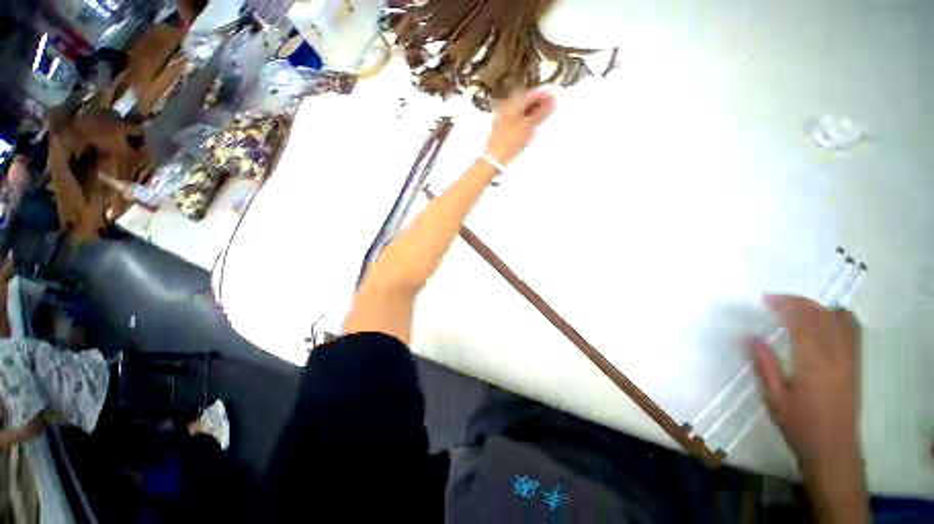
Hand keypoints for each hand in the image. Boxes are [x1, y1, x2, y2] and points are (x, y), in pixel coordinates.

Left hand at [485, 89, 555, 165]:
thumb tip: (552, 102)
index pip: (529, 94)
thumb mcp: (527, 127)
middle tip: (550, 107)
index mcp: (511, 105)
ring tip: (543, 117)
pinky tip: (531, 127)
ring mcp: (502, 120)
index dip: (542, 95)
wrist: (493, 159)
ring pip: (520, 112)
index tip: (553, 98)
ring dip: (531, 112)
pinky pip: (516, 121)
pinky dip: (525, 120)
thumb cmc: (510, 141)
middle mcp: (505, 109)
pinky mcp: (501, 131)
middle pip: (523, 102)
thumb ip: (540, 114)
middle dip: (537, 103)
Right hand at [752, 295, 866, 523]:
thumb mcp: (774, 399)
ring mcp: (850, 359)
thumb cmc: (800, 425)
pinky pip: (853, 330)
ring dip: (819, 306)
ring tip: (798, 306)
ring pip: (841, 319)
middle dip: (799, 301)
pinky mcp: (856, 364)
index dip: (784, 305)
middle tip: (776, 299)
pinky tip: (825, 318)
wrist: (834, 449)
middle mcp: (836, 356)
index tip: (765, 298)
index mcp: (813, 364)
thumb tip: (752, 337)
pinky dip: (838, 316)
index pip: (802, 323)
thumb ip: (765, 366)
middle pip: (822, 315)